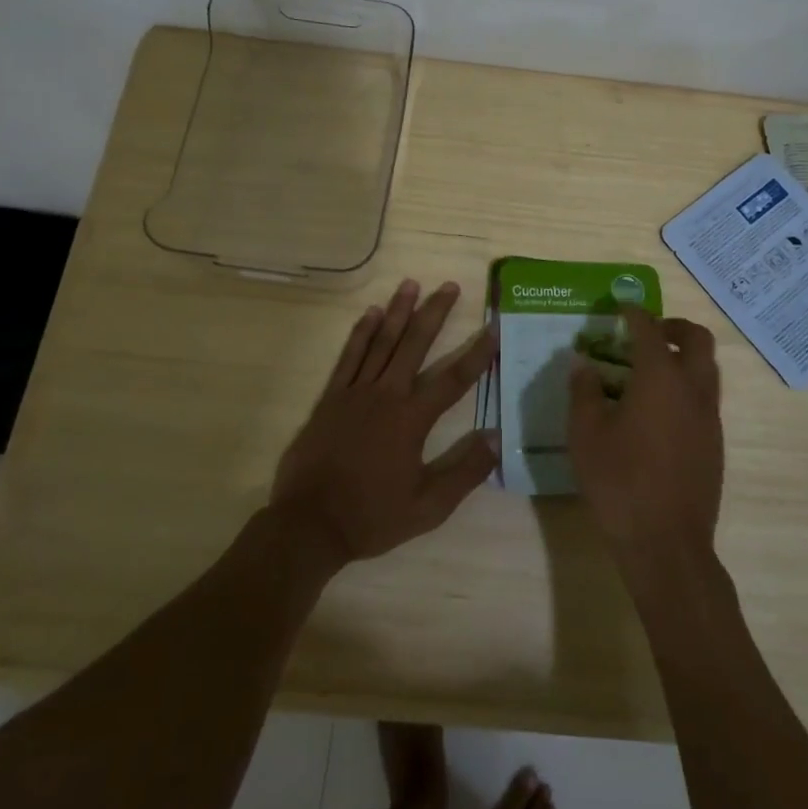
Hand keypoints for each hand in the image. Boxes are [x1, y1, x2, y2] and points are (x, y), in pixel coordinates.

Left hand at [270, 279, 498, 568]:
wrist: (310, 524)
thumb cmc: (372, 516)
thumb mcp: (428, 507)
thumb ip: (464, 471)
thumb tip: (497, 437)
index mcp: (412, 419)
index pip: (453, 379)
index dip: (477, 353)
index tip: (493, 327)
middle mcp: (386, 395)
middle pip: (415, 345)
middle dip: (435, 313)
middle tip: (450, 286)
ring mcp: (355, 392)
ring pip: (382, 342)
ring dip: (398, 311)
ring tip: (411, 284)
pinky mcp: (331, 397)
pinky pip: (349, 357)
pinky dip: (361, 333)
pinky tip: (370, 313)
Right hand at [567, 308, 723, 577]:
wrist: (666, 543)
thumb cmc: (619, 482)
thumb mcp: (585, 434)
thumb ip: (583, 392)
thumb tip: (584, 365)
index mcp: (660, 378)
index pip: (649, 330)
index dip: (635, 313)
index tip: (622, 306)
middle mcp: (692, 389)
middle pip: (697, 339)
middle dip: (673, 327)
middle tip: (648, 333)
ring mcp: (709, 417)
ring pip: (707, 368)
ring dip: (685, 356)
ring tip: (652, 369)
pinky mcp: (715, 443)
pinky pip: (706, 397)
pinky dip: (688, 386)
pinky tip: (660, 410)